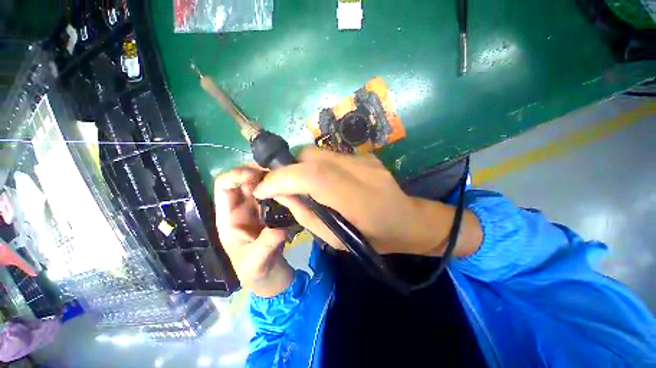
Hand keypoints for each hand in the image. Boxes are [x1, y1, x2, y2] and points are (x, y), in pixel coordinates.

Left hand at [214, 166, 292, 296]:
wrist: (270, 275)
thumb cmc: (255, 272)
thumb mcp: (255, 263)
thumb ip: (264, 246)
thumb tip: (279, 230)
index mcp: (228, 217)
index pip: (223, 187)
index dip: (236, 176)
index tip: (255, 176)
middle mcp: (240, 208)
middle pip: (243, 179)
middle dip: (255, 170)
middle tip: (275, 169)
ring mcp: (257, 208)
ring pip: (259, 183)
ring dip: (269, 175)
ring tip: (284, 173)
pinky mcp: (270, 210)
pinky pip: (272, 191)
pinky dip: (278, 184)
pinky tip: (289, 183)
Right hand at [253, 148, 481, 256]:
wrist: (407, 220)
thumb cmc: (372, 238)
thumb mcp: (334, 239)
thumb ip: (305, 214)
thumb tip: (279, 194)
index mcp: (356, 198)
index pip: (311, 176)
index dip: (281, 179)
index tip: (261, 189)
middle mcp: (360, 171)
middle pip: (311, 156)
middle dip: (286, 167)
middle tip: (278, 184)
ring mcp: (364, 159)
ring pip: (318, 152)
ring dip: (299, 165)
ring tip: (296, 181)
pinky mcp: (366, 156)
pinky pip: (329, 155)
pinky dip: (314, 164)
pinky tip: (319, 178)